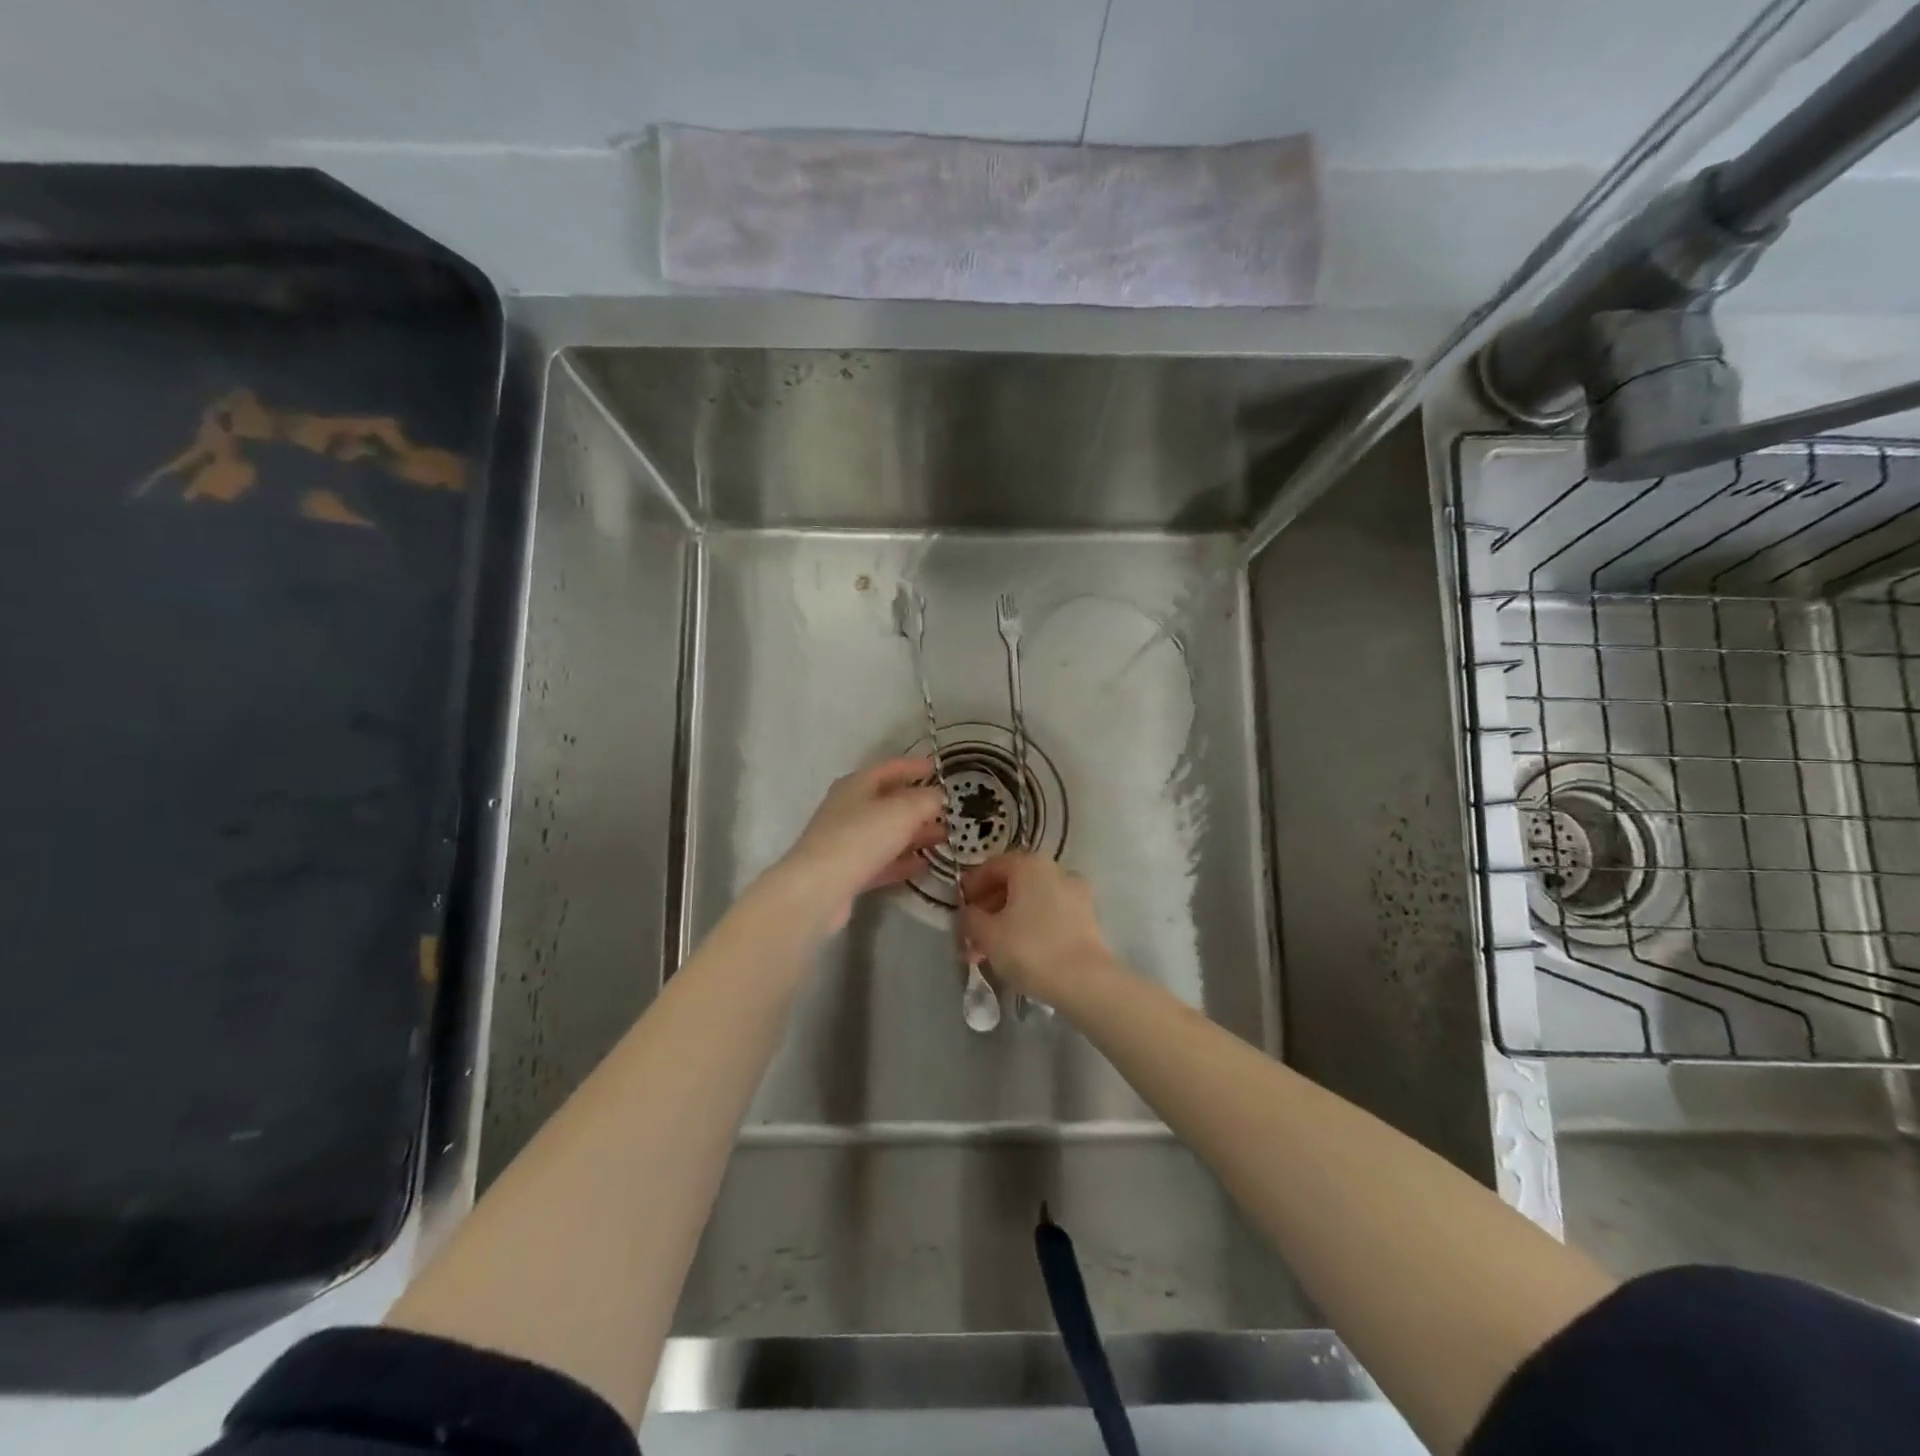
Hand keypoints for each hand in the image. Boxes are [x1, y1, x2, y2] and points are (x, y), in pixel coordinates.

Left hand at [772, 757, 946, 933]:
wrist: (819, 888)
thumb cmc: (861, 837)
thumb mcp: (902, 810)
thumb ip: (925, 799)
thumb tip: (937, 796)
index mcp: (856, 785)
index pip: (890, 768)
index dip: (914, 767)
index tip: (938, 768)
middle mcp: (849, 809)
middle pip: (888, 802)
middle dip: (918, 805)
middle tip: (947, 810)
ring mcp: (846, 842)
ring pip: (887, 833)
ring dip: (914, 834)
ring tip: (943, 837)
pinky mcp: (848, 872)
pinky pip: (882, 861)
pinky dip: (902, 860)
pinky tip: (924, 865)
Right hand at [957, 853, 1117, 1004]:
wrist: (1084, 981)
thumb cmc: (1029, 949)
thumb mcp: (987, 934)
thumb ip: (971, 918)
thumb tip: (969, 913)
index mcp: (1029, 865)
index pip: (992, 866)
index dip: (972, 885)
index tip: (960, 907)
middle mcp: (1055, 870)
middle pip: (1013, 883)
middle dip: (989, 907)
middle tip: (973, 933)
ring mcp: (1075, 893)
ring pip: (1032, 901)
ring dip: (1008, 919)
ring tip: (991, 949)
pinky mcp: (1087, 917)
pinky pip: (1050, 914)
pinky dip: (1031, 925)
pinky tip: (1018, 951)